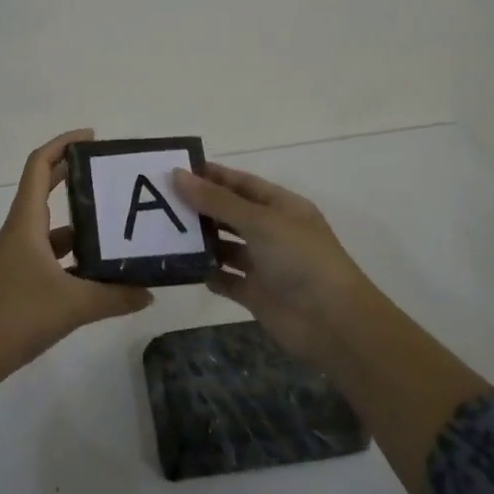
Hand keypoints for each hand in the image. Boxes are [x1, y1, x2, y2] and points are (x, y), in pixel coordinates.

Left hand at [0, 129, 153, 383]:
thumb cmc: (16, 315)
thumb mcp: (72, 304)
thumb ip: (114, 297)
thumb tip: (149, 292)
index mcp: (27, 222)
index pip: (40, 166)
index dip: (62, 145)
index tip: (92, 137)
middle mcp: (21, 232)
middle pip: (46, 189)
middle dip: (75, 176)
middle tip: (112, 174)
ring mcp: (20, 257)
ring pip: (53, 228)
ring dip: (81, 223)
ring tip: (119, 225)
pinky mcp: (21, 281)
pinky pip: (53, 257)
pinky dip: (76, 258)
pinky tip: (102, 272)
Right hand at [172, 161, 373, 365]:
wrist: (333, 323)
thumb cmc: (300, 259)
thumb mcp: (259, 222)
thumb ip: (217, 201)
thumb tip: (177, 175)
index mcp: (281, 206)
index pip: (241, 183)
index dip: (212, 176)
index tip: (176, 171)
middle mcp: (272, 231)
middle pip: (230, 213)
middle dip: (200, 207)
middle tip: (160, 201)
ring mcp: (264, 264)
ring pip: (226, 246)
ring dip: (201, 240)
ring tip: (165, 233)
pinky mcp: (256, 294)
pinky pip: (226, 279)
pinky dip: (208, 273)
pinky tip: (183, 267)